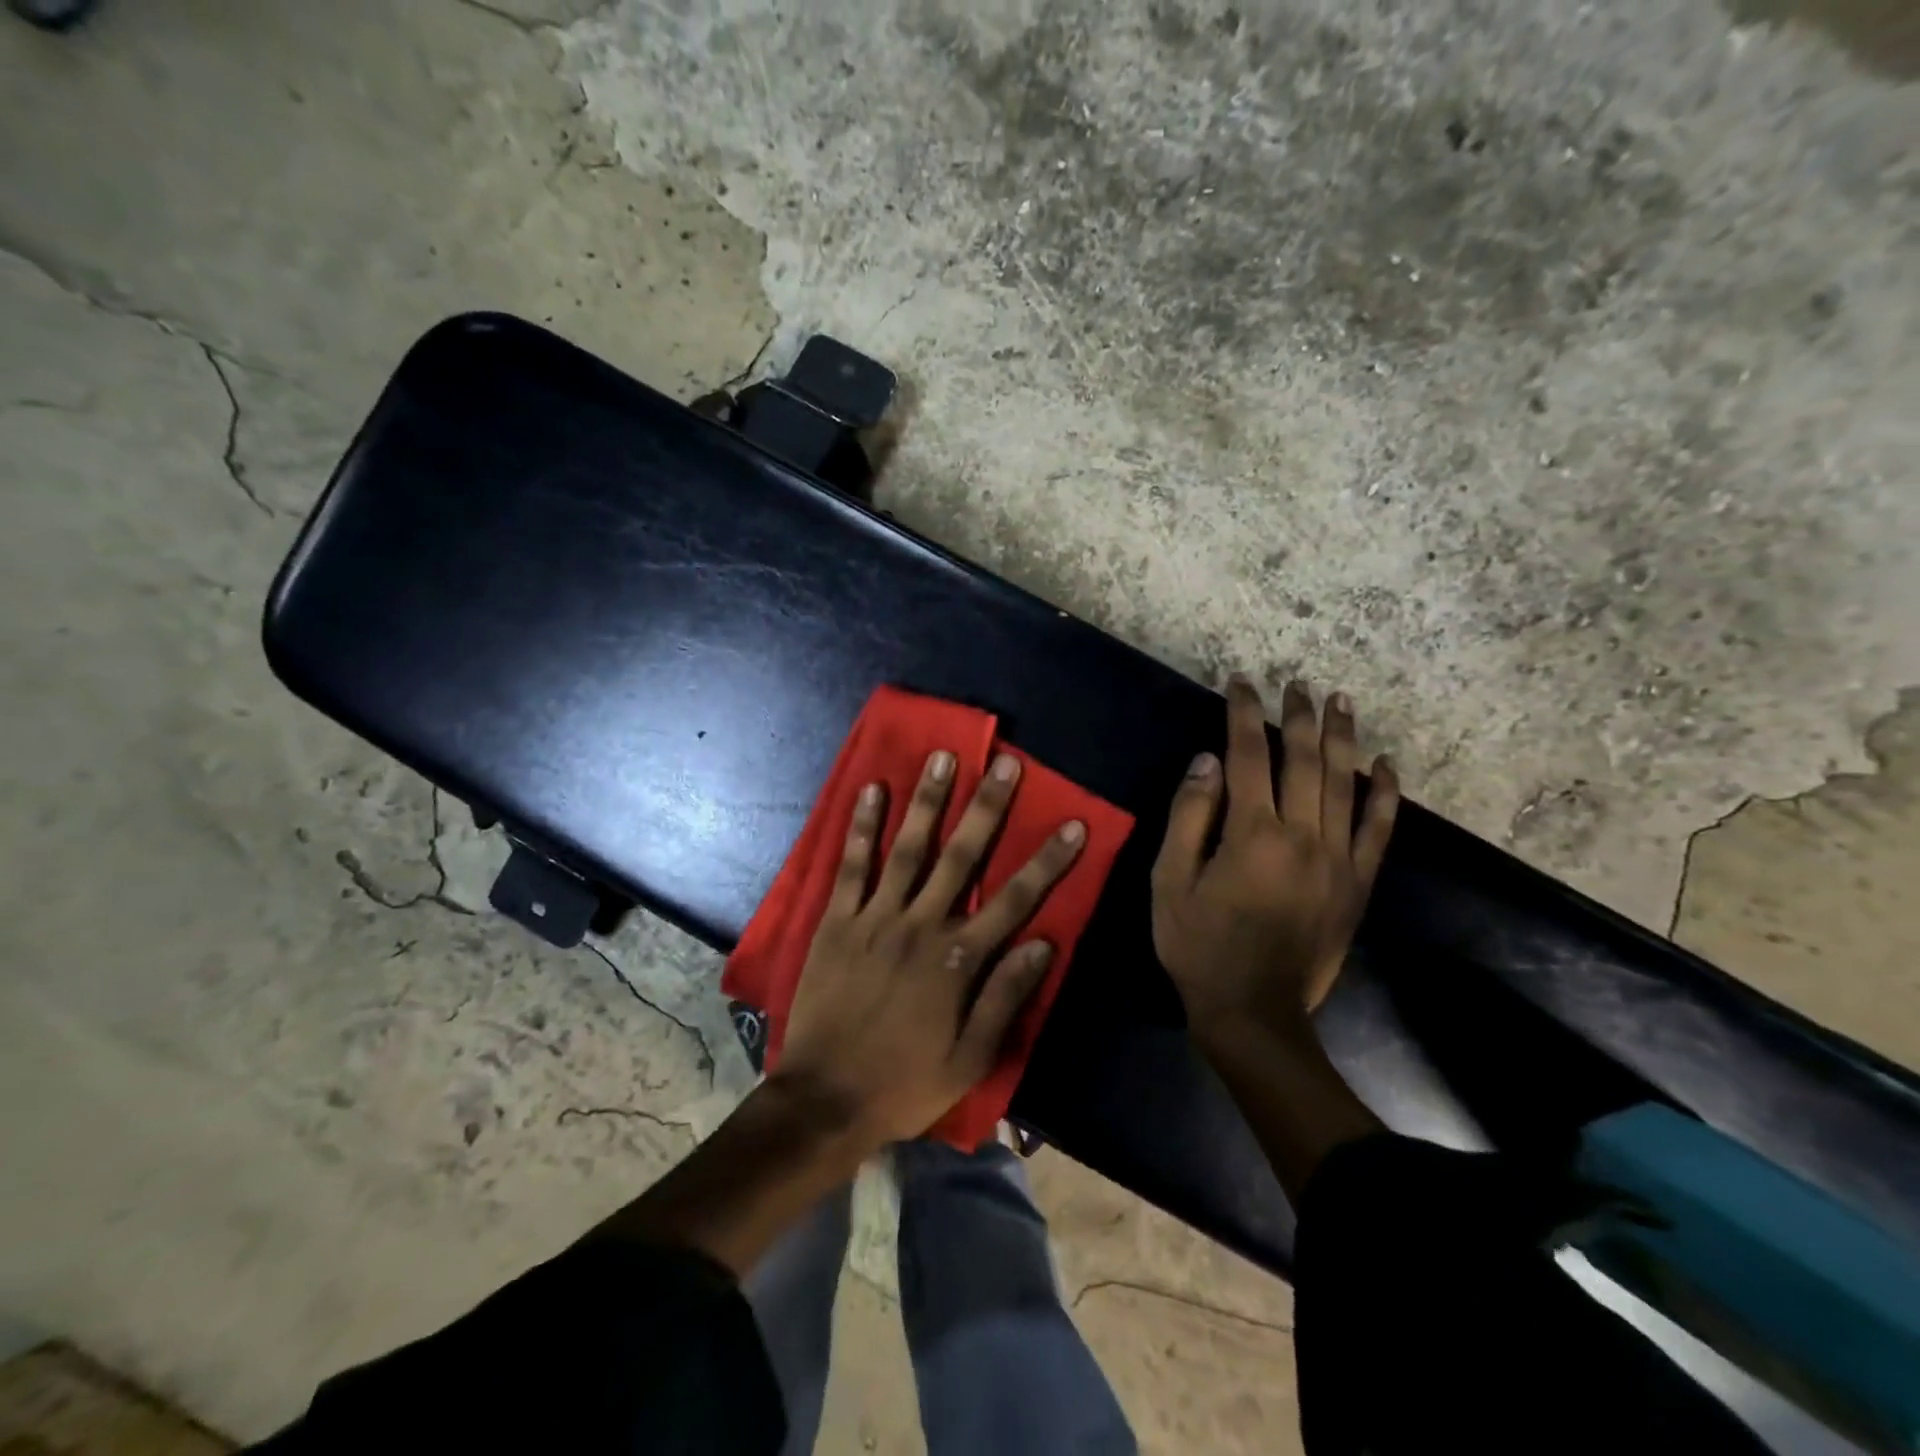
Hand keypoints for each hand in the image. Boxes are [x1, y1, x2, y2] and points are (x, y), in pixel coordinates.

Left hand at [774, 748, 1085, 1148]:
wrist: (824, 1100)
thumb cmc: (904, 1083)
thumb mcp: (970, 1058)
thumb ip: (1006, 998)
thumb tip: (1044, 944)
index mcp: (959, 960)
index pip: (1015, 900)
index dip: (1047, 860)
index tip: (1073, 823)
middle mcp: (922, 925)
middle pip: (962, 856)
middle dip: (987, 808)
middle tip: (1005, 764)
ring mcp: (876, 918)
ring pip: (908, 848)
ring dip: (927, 800)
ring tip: (942, 757)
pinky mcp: (837, 920)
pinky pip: (851, 866)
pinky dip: (862, 828)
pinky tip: (871, 790)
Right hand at [1152, 677, 1398, 1044]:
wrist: (1253, 1012)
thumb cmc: (1199, 945)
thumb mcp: (1170, 881)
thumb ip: (1189, 816)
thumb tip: (1206, 761)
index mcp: (1251, 834)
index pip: (1247, 755)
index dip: (1243, 714)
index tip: (1242, 683)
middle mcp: (1302, 836)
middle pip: (1304, 760)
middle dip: (1298, 717)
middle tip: (1297, 684)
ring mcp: (1338, 860)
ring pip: (1345, 784)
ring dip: (1343, 738)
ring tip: (1341, 701)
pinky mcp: (1357, 884)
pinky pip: (1379, 830)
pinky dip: (1385, 794)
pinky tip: (1387, 765)